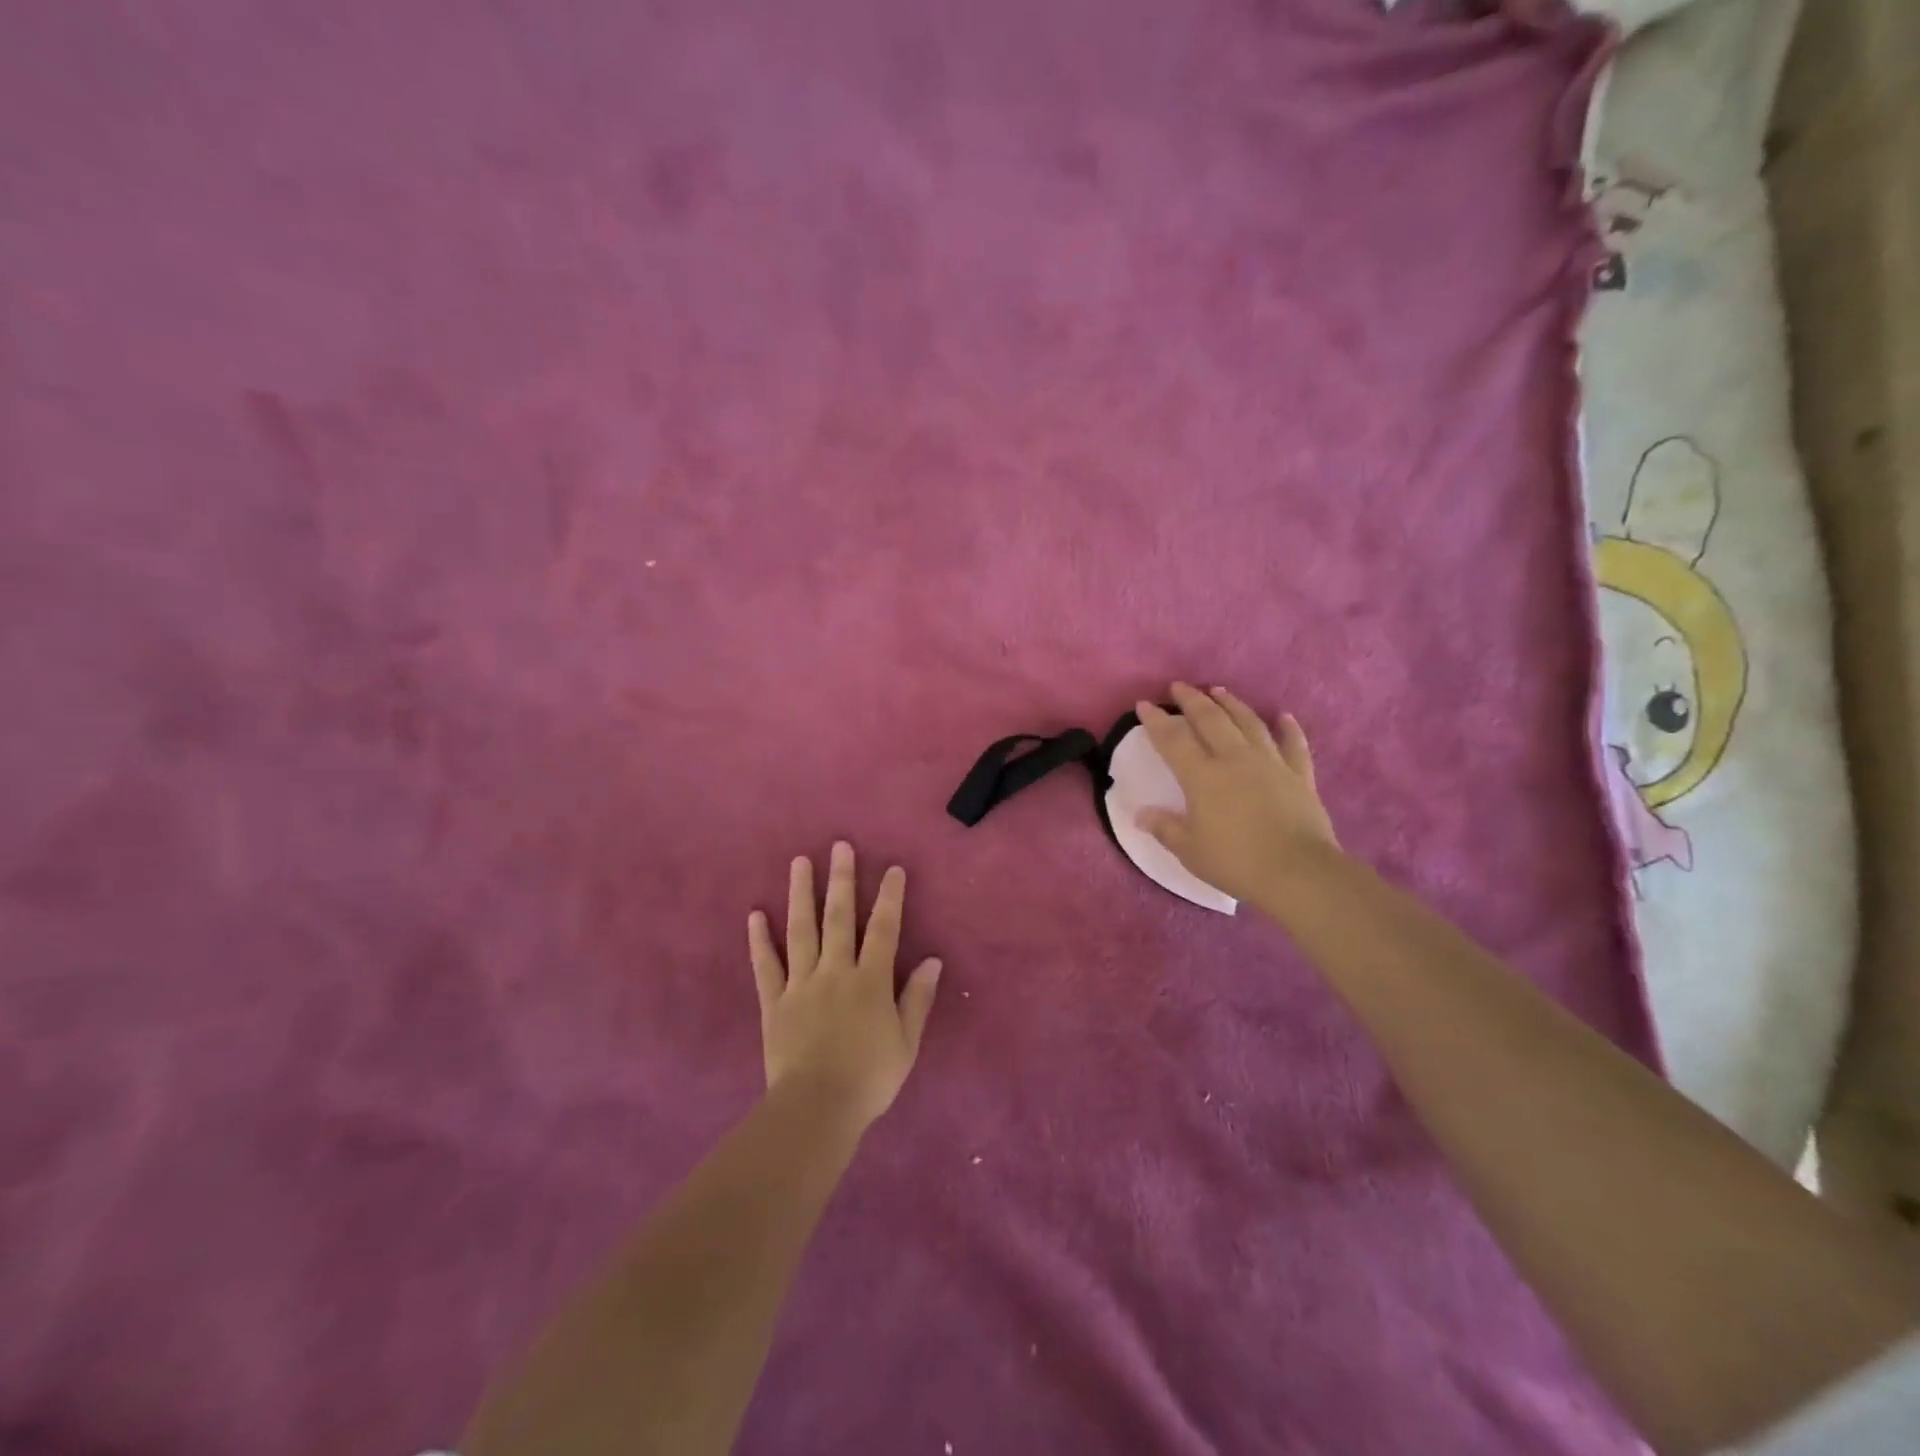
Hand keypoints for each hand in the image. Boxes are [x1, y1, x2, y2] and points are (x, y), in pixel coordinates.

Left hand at [748, 842, 942, 1132]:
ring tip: (799, 862)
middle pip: (838, 918)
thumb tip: (932, 961)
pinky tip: (755, 915)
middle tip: (839, 846)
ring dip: (801, 894)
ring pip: (800, 931)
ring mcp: (801, 984)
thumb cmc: (869, 1078)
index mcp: (870, 981)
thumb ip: (917, 998)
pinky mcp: (774, 1003)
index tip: (892, 869)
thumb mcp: (906, 1042)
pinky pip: (765, 966)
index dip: (889, 897)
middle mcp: (835, 971)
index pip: (883, 929)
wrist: (817, 1109)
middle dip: (841, 879)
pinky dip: (760, 940)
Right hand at [1135, 683, 1339, 910]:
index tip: (1143, 705)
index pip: (1173, 740)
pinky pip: (1294, 745)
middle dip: (1192, 700)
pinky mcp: (1299, 776)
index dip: (1156, 720)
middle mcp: (1235, 759)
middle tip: (1179, 686)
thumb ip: (1165, 828)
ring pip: (1248, 723)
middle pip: (1211, 720)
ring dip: (1232, 703)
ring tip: (1219, 690)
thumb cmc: (1236, 862)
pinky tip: (1284, 716)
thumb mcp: (1190, 850)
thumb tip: (1141, 814)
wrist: (1298, 873)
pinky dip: (1289, 728)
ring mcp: (1270, 763)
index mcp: (1203, 776)